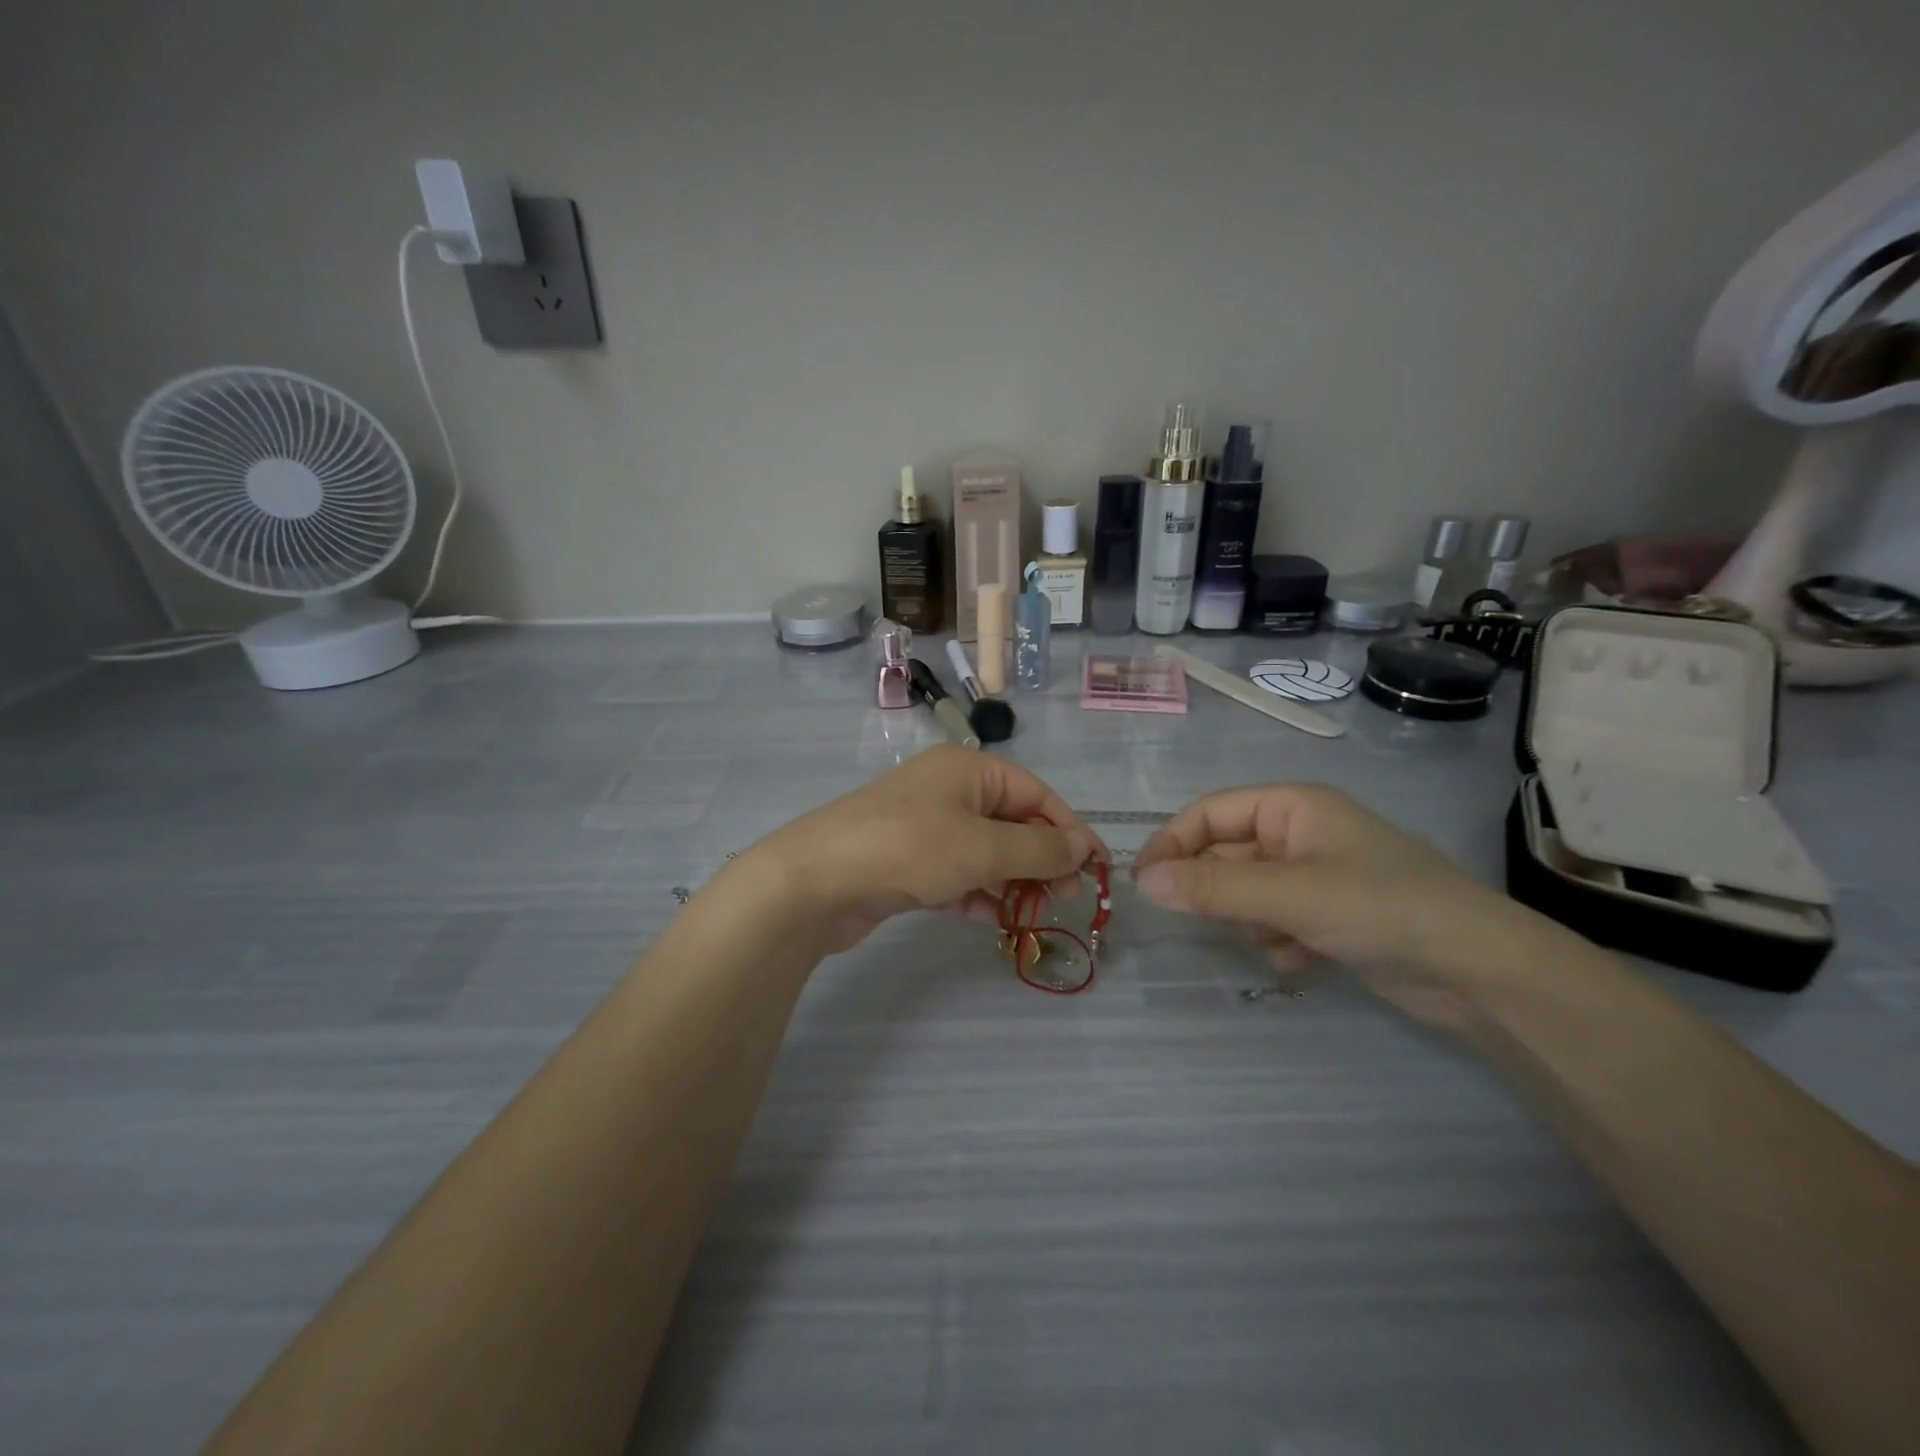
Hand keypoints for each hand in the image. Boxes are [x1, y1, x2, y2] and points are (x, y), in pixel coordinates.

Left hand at [741, 746, 1105, 953]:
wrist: (815, 881)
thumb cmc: (908, 848)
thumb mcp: (982, 848)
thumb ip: (1039, 850)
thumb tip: (1084, 847)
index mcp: (968, 769)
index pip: (1036, 794)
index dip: (1070, 830)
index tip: (1096, 870)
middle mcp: (948, 790)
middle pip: (1012, 824)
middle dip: (1041, 861)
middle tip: (1065, 901)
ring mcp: (925, 827)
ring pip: (985, 853)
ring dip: (1013, 883)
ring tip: (1034, 916)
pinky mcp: (907, 862)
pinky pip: (957, 875)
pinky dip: (979, 895)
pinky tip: (996, 922)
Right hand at [1131, 784, 1523, 1025]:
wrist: (1479, 973)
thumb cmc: (1381, 908)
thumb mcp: (1290, 894)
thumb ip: (1213, 889)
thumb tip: (1142, 883)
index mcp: (1291, 807)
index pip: (1209, 814)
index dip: (1172, 843)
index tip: (1143, 883)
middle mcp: (1299, 835)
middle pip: (1225, 858)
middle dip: (1221, 895)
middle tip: (1217, 923)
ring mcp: (1314, 878)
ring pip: (1245, 896)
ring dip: (1252, 924)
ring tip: (1282, 941)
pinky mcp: (1328, 918)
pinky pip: (1274, 924)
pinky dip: (1280, 945)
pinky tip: (1308, 961)